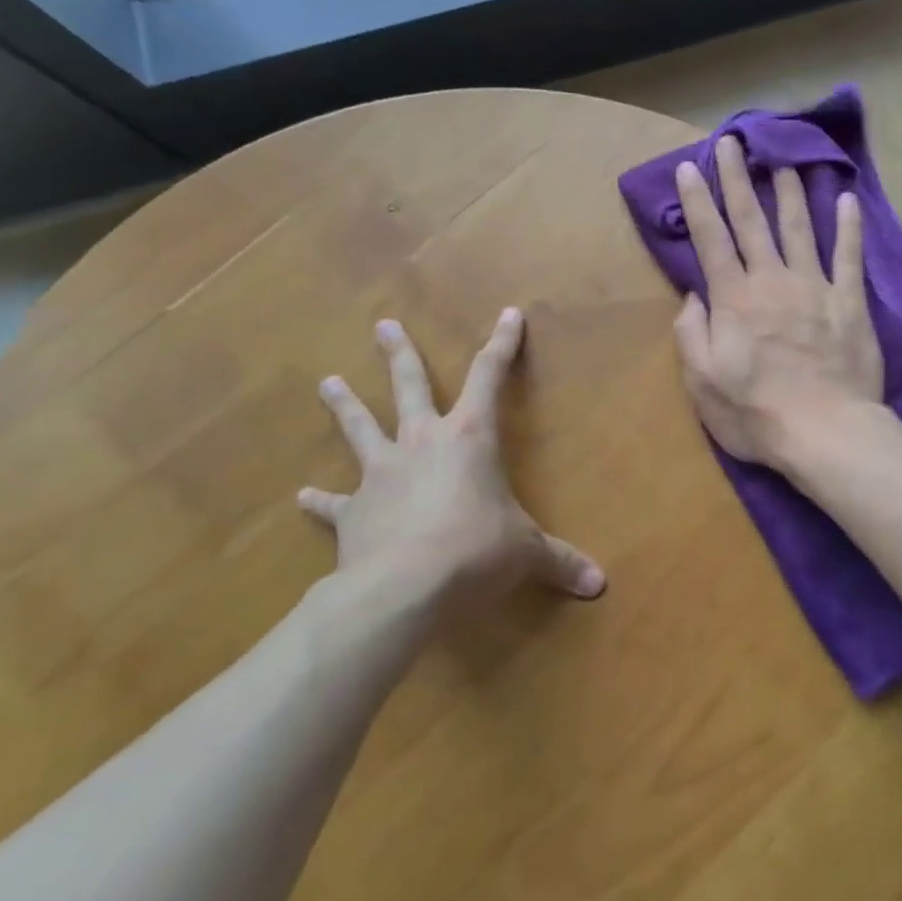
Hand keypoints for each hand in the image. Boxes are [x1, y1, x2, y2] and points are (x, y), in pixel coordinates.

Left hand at [298, 311, 605, 609]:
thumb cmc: (476, 551)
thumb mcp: (527, 552)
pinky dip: (319, 500)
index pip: (490, 376)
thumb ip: (560, 561)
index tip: (508, 314)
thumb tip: (600, 584)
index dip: (502, 344)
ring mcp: (381, 472)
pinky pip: (333, 501)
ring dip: (345, 405)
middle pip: (409, 385)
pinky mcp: (353, 510)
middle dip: (400, 354)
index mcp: (469, 437)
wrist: (403, 586)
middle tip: (383, 325)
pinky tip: (301, 496)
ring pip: (360, 427)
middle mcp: (422, 441)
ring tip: (326, 381)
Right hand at [672, 136, 883, 469]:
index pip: (710, 239)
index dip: (698, 201)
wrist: (826, 432)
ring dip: (789, 192)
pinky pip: (848, 256)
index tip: (689, 167)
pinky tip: (847, 199)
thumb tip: (692, 297)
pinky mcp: (849, 302)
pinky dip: (849, 226)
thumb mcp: (702, 383)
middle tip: (732, 142)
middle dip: (737, 179)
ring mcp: (814, 287)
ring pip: (799, 228)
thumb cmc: (756, 414)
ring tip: (784, 162)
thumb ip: (691, 334)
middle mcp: (772, 281)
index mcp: (733, 299)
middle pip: (751, 221)